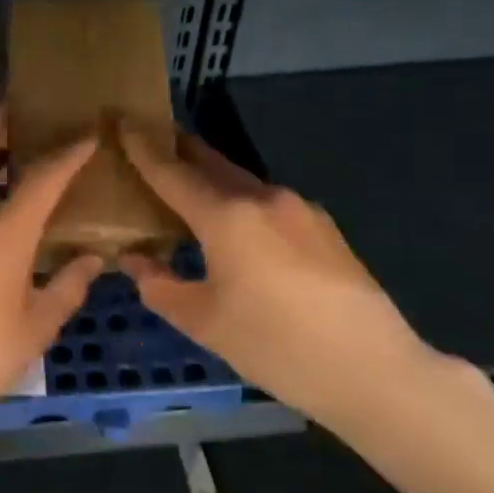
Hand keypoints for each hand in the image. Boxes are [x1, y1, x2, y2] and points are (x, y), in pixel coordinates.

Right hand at [117, 126, 444, 435]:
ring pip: (242, 183)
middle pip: (211, 163)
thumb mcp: (203, 322)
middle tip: (151, 145)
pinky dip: (241, 204)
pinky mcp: (324, 228)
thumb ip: (160, 286)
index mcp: (227, 216)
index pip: (172, 172)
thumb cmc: (274, 345)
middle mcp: (263, 198)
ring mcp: (300, 209)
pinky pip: (268, 203)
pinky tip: (237, 229)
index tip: (122, 122)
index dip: (143, 149)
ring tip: (189, 193)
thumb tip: (135, 261)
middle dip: (179, 151)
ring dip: (211, 181)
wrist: (371, 370)